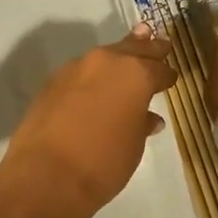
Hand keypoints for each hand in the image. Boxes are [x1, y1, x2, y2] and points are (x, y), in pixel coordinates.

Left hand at [0, 25, 175, 217]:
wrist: (46, 174)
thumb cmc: (103, 162)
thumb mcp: (133, 145)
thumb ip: (141, 124)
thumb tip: (148, 117)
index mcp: (135, 74)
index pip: (158, 70)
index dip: (167, 76)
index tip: (171, 78)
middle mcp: (106, 62)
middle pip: (132, 50)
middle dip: (146, 48)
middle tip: (160, 43)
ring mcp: (76, 68)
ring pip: (104, 57)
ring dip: (117, 56)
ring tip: (128, 53)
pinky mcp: (53, 81)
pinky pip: (81, 72)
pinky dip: (93, 74)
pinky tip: (96, 82)